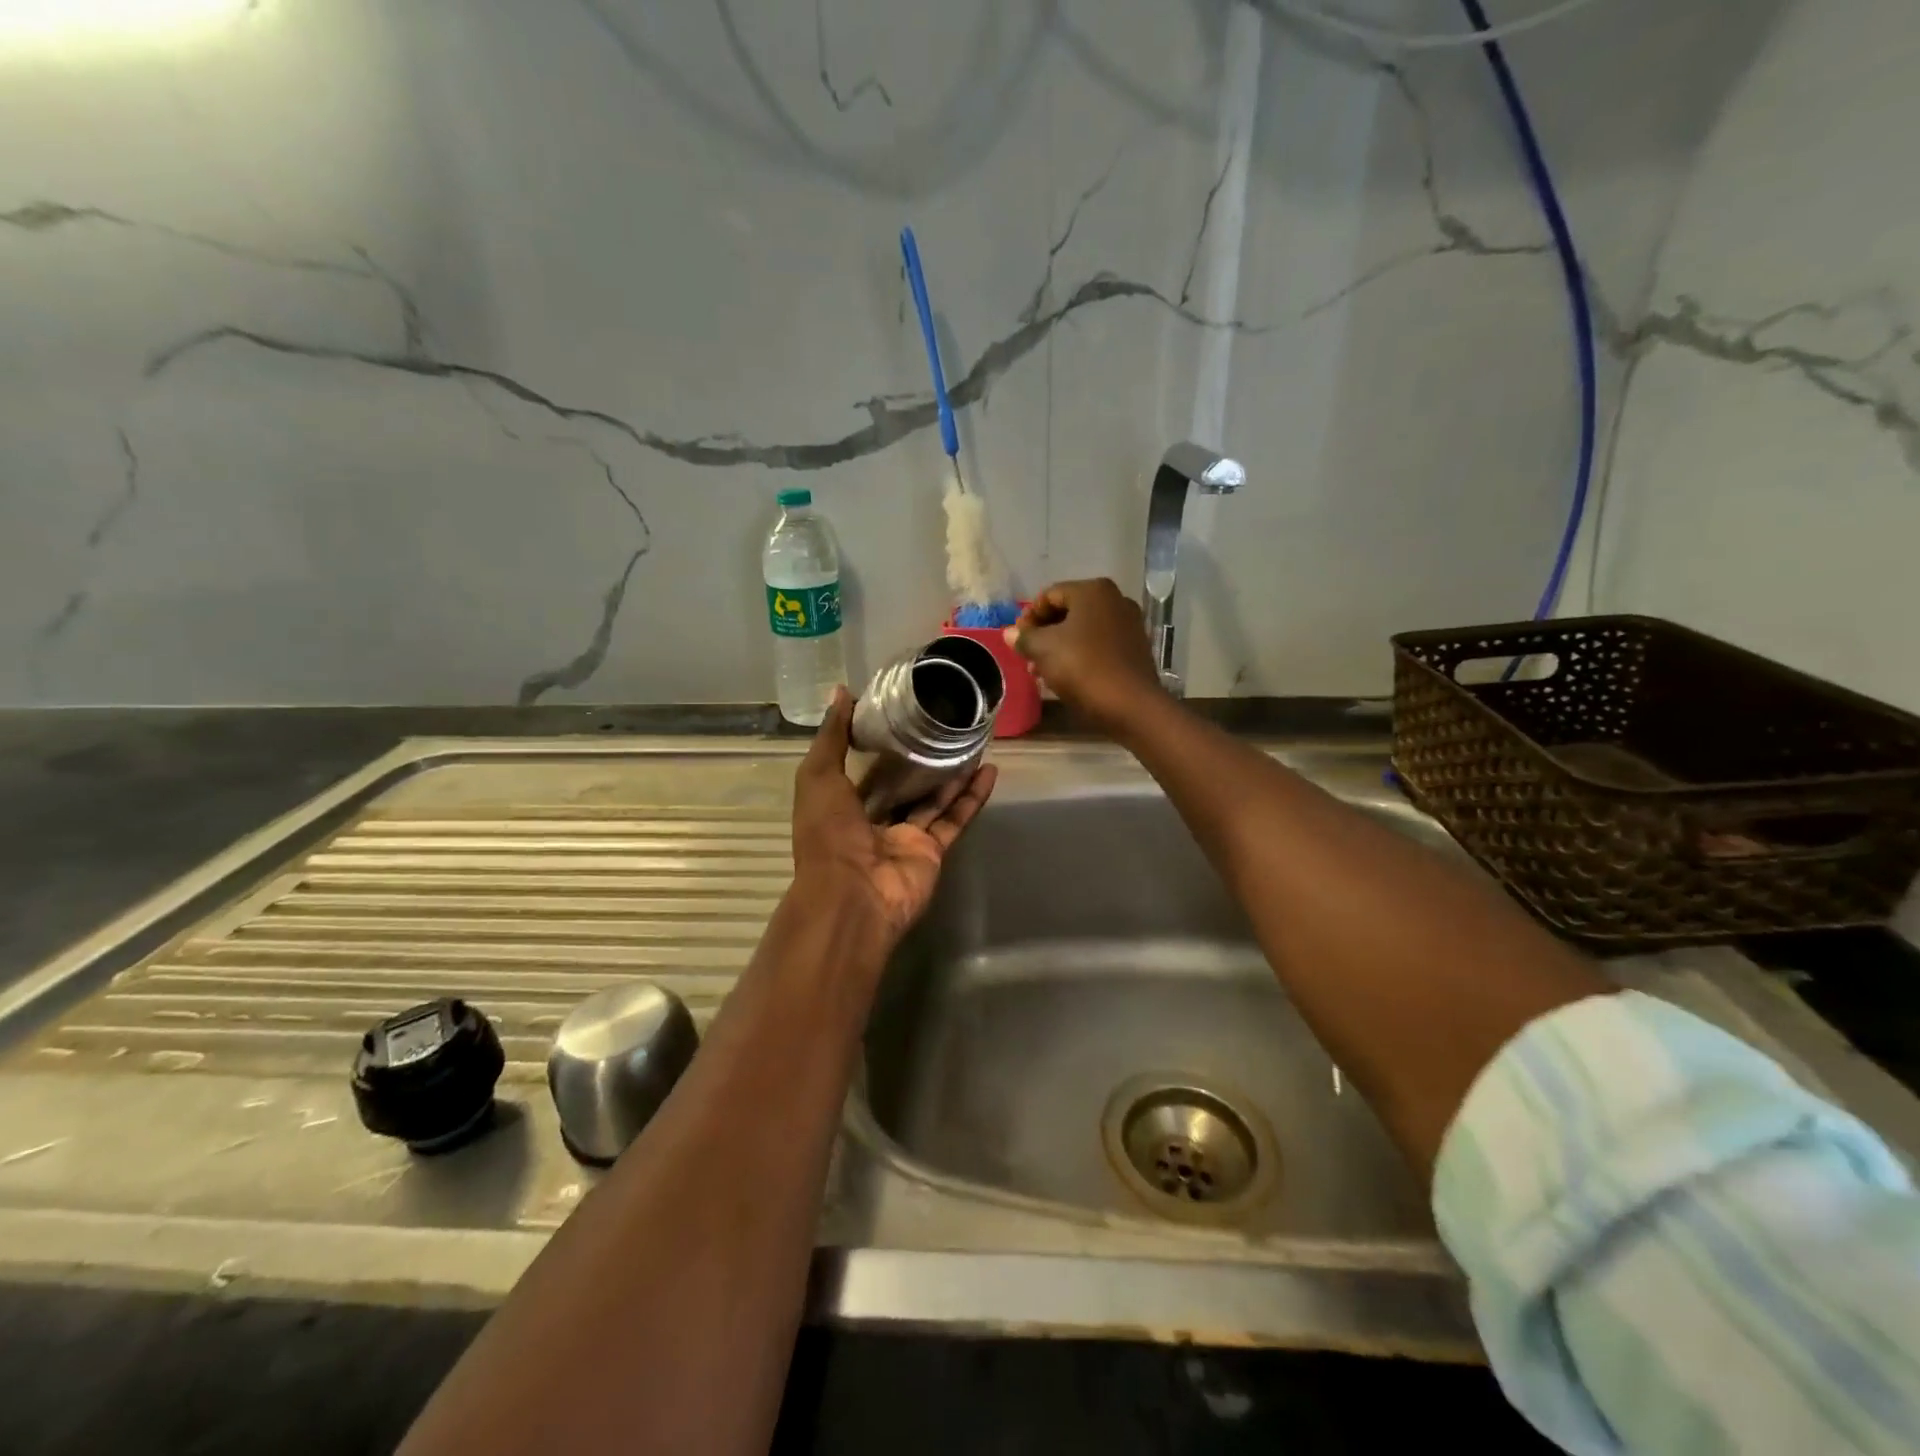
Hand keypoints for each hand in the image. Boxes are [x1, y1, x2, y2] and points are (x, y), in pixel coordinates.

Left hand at [791, 688, 996, 946]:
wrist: (853, 896)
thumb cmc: (828, 834)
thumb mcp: (818, 777)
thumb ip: (832, 736)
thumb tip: (842, 691)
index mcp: (842, 804)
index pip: (863, 769)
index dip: (879, 743)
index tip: (900, 713)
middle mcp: (874, 821)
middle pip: (903, 785)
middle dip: (921, 759)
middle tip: (944, 725)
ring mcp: (906, 837)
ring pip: (934, 799)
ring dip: (953, 773)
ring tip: (972, 740)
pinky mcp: (934, 850)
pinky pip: (956, 819)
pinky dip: (973, 797)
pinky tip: (990, 770)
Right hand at [1006, 578, 1166, 735]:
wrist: (1130, 704)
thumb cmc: (1082, 667)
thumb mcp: (1043, 650)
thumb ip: (1024, 638)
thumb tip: (1010, 633)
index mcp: (1092, 590)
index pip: (1049, 595)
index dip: (1028, 616)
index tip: (1017, 639)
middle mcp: (1115, 599)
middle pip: (1068, 612)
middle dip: (1043, 633)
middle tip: (1027, 655)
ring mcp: (1129, 624)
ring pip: (1083, 630)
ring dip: (1059, 647)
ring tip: (1041, 671)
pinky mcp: (1135, 648)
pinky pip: (1099, 644)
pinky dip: (1080, 654)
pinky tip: (1066, 676)